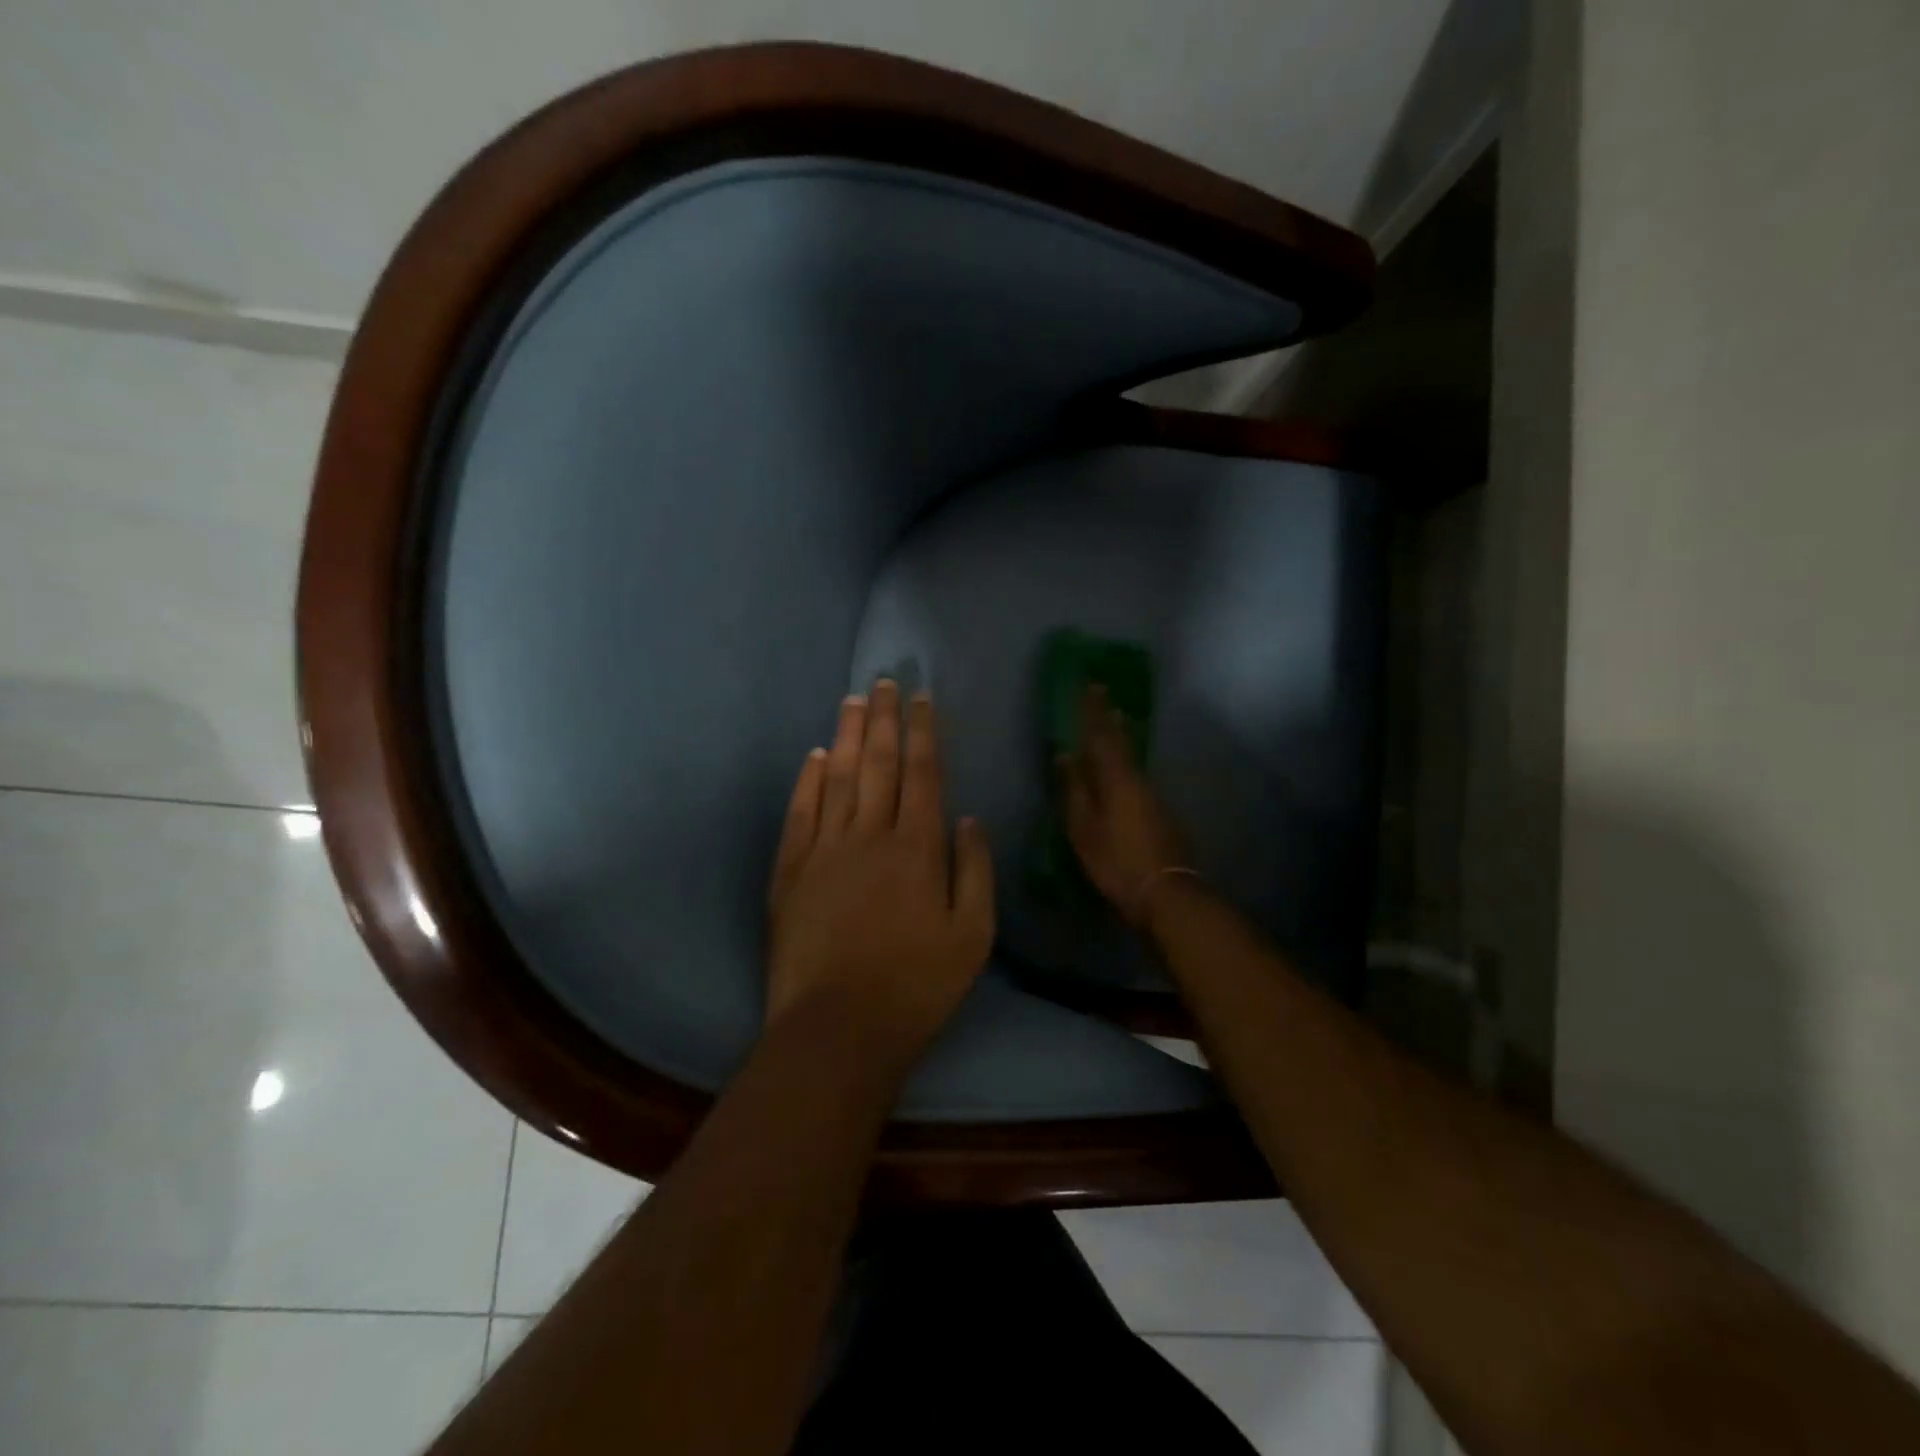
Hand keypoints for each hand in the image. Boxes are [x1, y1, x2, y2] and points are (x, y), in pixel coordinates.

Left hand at [766, 680, 994, 1069]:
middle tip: (885, 681)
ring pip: (836, 778)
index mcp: (918, 848)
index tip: (922, 698)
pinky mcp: (790, 871)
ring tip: (853, 701)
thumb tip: (970, 819)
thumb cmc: (916, 986)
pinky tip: (813, 757)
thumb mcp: (973, 937)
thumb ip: (976, 872)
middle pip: (877, 763)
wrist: (837, 1027)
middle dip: (884, 718)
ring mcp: (824, 850)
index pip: (923, 774)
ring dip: (846, 735)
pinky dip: (807, 780)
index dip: (924, 732)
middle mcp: (870, 835)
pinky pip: (800, 812)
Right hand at [1059, 686, 1190, 926]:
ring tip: (1111, 721)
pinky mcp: (1159, 810)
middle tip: (1103, 694)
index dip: (1093, 711)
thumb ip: (1074, 790)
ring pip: (1131, 756)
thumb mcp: (1084, 828)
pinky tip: (1121, 765)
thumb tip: (1064, 756)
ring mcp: (1152, 794)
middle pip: (1121, 741)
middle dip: (1109, 717)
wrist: (1165, 891)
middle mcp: (1137, 779)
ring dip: (1120, 736)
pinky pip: (1136, 773)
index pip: (1101, 736)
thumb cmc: (1116, 860)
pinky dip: (1125, 760)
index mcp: (1116, 779)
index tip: (1089, 685)